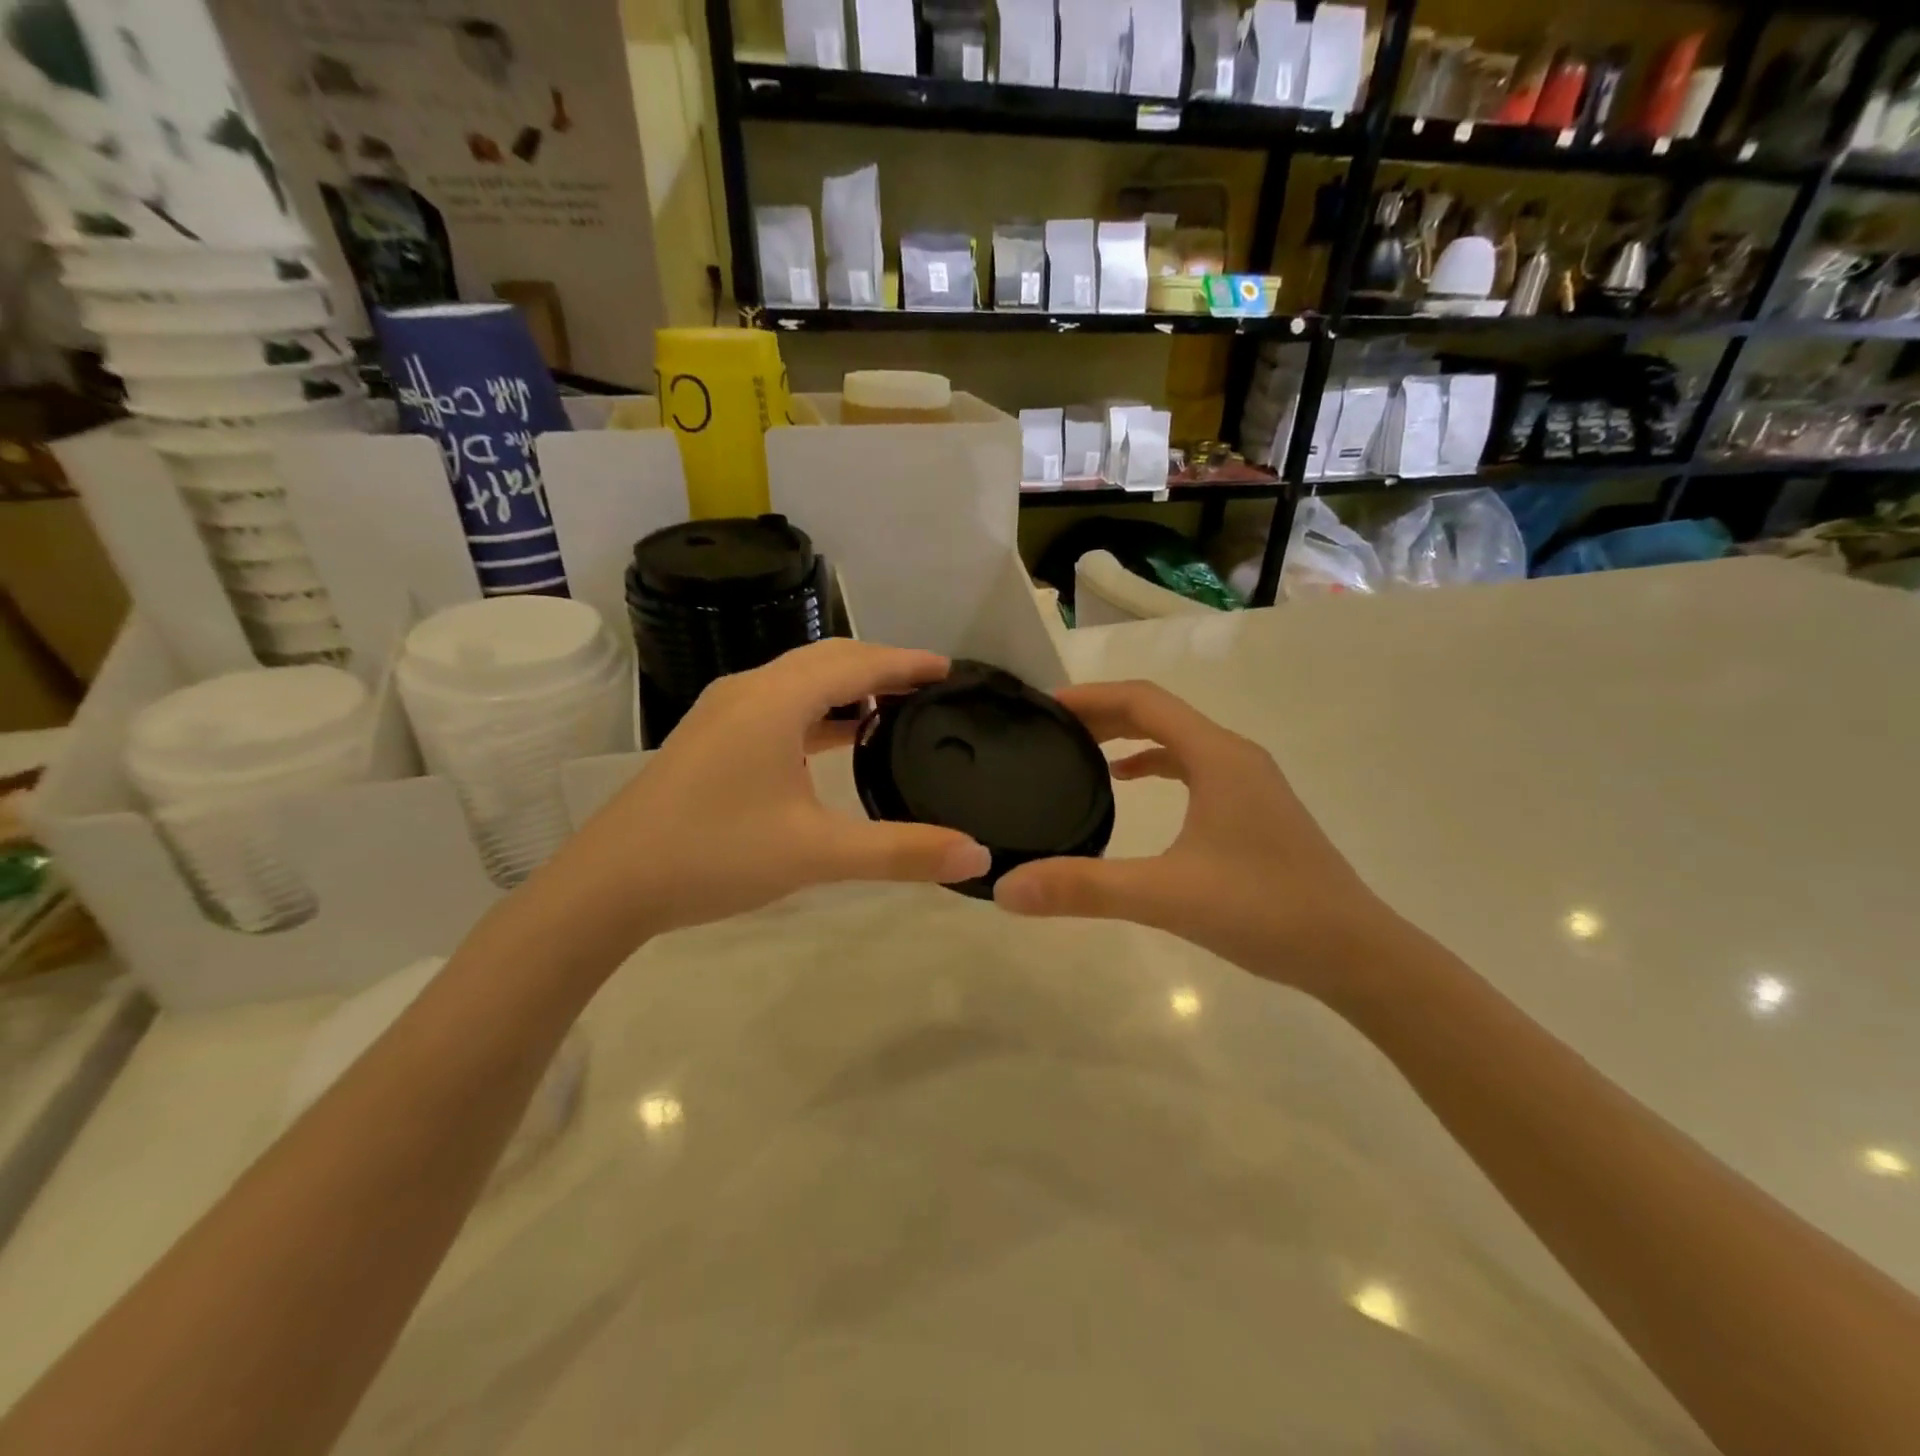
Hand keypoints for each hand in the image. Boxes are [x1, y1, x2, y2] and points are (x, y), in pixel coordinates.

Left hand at [540, 640, 991, 944]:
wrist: (608, 885)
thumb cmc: (714, 854)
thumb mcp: (816, 853)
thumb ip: (900, 851)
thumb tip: (977, 856)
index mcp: (775, 699)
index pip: (857, 663)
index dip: (907, 663)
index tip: (951, 669)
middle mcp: (749, 690)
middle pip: (828, 660)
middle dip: (881, 667)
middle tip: (929, 688)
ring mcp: (725, 713)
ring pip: (800, 681)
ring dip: (847, 688)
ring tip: (892, 710)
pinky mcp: (713, 738)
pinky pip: (780, 706)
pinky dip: (818, 712)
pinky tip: (836, 740)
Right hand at [993, 680, 1388, 993]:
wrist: (1356, 954)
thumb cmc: (1265, 911)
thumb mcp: (1166, 896)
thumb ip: (1085, 888)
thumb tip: (1007, 888)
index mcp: (1217, 756)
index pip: (1143, 700)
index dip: (1090, 696)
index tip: (1043, 707)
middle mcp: (1234, 755)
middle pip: (1158, 714)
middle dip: (1102, 714)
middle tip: (1049, 730)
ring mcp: (1248, 782)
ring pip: (1177, 740)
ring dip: (1127, 738)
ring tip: (1079, 752)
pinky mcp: (1253, 810)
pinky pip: (1192, 768)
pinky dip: (1154, 765)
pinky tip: (1128, 788)